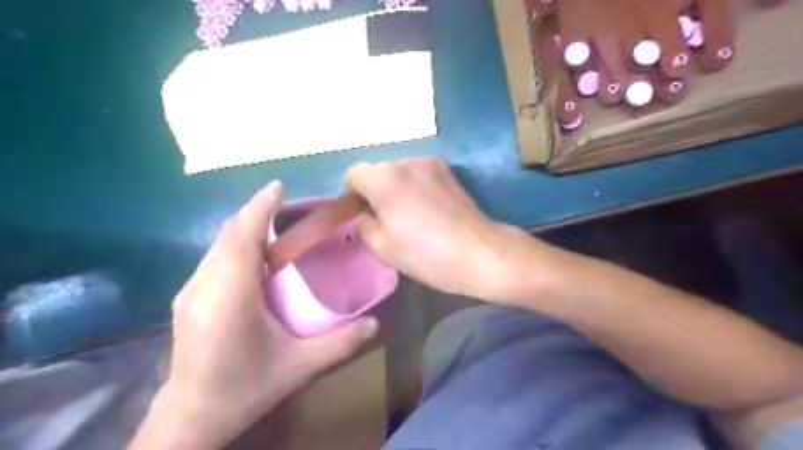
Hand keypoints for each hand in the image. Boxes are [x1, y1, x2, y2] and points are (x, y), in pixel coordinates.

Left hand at [130, 181, 379, 447]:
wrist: (191, 418)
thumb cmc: (245, 388)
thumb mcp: (298, 367)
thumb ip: (340, 344)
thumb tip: (376, 324)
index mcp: (231, 295)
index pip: (243, 236)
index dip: (260, 207)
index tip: (278, 186)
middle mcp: (204, 285)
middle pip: (229, 234)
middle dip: (256, 213)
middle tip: (286, 205)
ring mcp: (191, 292)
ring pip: (218, 245)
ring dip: (245, 228)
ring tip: (274, 226)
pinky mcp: (187, 300)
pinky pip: (214, 259)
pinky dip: (235, 245)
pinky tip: (254, 257)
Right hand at [346, 157, 531, 300]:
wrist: (479, 253)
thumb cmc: (426, 254)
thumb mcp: (382, 247)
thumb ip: (364, 224)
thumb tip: (366, 214)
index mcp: (384, 178)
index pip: (354, 174)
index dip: (353, 194)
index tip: (364, 214)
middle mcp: (406, 161)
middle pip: (379, 170)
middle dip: (376, 190)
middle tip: (387, 219)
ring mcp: (431, 164)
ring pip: (401, 171)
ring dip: (398, 188)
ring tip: (412, 215)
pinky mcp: (450, 172)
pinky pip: (420, 175)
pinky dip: (416, 187)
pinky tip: (429, 210)